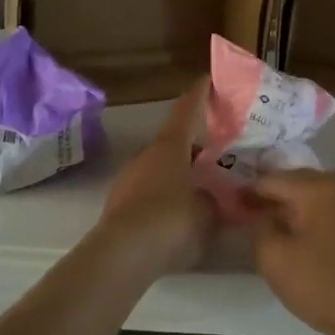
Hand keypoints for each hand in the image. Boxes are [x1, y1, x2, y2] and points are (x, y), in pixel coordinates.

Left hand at [95, 84, 217, 278]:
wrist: (122, 255)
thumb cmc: (171, 221)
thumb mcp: (207, 212)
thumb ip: (214, 200)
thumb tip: (212, 197)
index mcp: (170, 146)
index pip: (186, 110)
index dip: (199, 94)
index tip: (207, 80)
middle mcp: (146, 155)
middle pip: (172, 140)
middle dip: (193, 143)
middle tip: (215, 151)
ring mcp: (128, 179)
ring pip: (159, 166)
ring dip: (178, 171)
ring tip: (200, 185)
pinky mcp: (119, 204)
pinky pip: (148, 190)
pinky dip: (164, 194)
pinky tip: (178, 212)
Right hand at [246, 170, 334, 334]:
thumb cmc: (326, 286)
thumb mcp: (275, 260)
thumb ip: (262, 229)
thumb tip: (267, 214)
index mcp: (317, 187)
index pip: (274, 180)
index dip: (252, 191)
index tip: (238, 203)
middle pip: (306, 182)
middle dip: (284, 195)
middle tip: (265, 213)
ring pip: (333, 193)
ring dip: (314, 203)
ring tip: (300, 223)